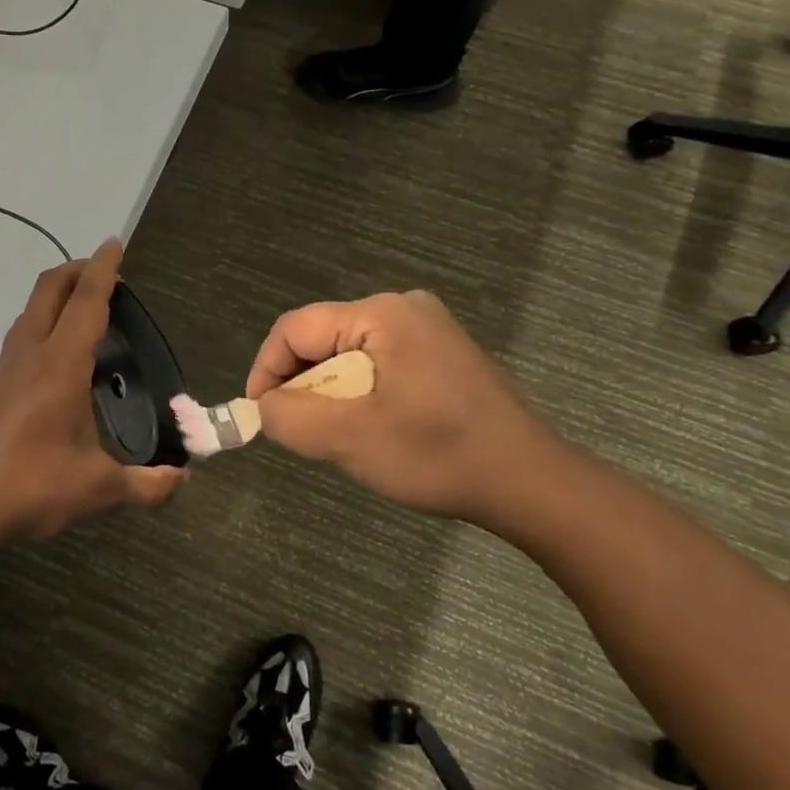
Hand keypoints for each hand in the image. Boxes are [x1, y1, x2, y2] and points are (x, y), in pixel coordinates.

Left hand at [0, 239, 183, 541]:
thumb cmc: (33, 486)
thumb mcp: (100, 489)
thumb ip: (148, 485)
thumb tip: (182, 480)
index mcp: (61, 365)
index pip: (86, 302)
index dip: (103, 270)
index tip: (114, 243)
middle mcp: (30, 355)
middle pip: (49, 290)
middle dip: (76, 270)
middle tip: (104, 271)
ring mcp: (6, 369)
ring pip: (30, 312)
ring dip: (56, 295)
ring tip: (84, 309)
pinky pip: (22, 337)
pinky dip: (43, 324)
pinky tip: (59, 358)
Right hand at [245, 291, 564, 530]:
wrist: (529, 482)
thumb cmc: (438, 454)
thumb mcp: (350, 439)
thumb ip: (290, 417)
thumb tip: (265, 406)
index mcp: (381, 314)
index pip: (295, 329)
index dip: (266, 370)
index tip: (260, 416)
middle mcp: (404, 308)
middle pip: (322, 339)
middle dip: (302, 386)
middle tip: (304, 432)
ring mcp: (428, 329)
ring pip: (348, 355)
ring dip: (331, 394)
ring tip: (340, 436)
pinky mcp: (441, 354)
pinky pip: (378, 364)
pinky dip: (360, 394)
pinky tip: (375, 428)